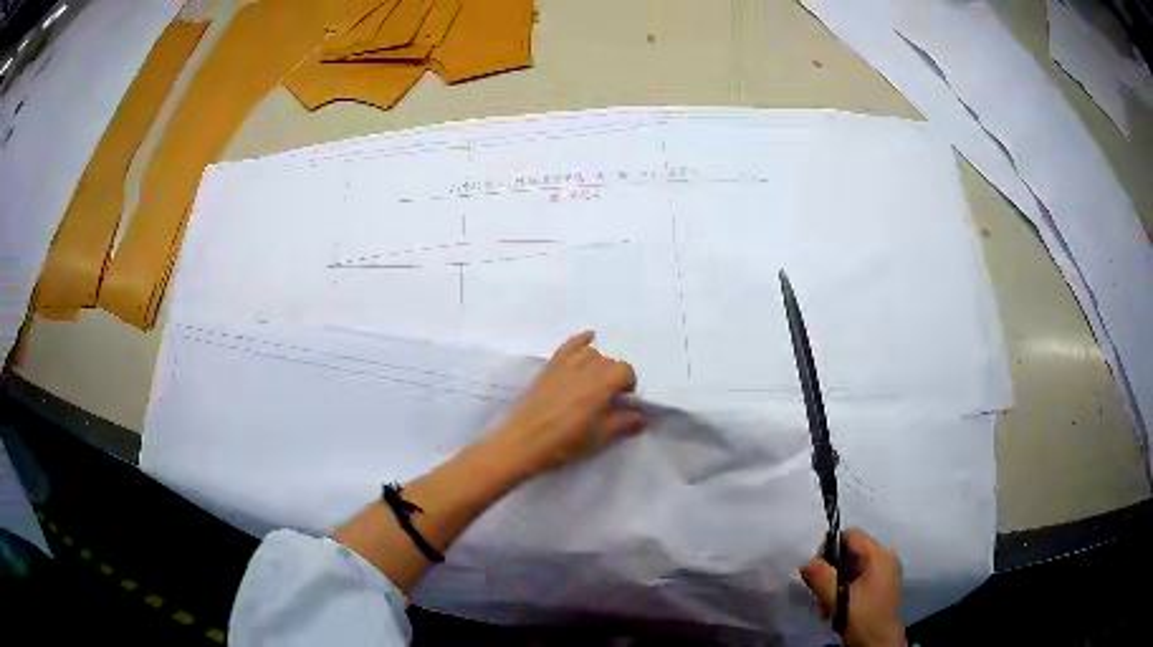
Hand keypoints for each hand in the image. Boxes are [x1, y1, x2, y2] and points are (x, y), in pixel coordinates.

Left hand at [488, 331, 644, 477]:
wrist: (522, 443)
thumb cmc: (563, 444)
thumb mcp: (599, 439)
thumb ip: (623, 424)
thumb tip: (641, 415)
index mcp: (599, 386)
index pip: (625, 371)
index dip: (628, 385)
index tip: (623, 402)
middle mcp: (584, 369)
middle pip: (609, 361)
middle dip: (614, 377)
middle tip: (609, 398)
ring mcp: (564, 366)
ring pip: (590, 353)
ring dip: (599, 364)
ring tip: (595, 382)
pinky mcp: (549, 368)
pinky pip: (568, 346)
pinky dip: (580, 340)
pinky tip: (589, 338)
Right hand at [801, 529, 906, 646]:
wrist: (880, 643)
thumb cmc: (863, 617)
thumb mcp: (839, 598)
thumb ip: (822, 577)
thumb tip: (806, 561)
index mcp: (879, 555)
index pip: (851, 535)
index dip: (830, 546)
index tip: (814, 567)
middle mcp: (885, 558)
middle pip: (851, 551)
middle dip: (830, 569)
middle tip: (817, 589)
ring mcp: (884, 573)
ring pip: (852, 567)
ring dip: (835, 582)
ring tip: (826, 603)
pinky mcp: (880, 586)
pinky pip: (858, 578)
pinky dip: (844, 588)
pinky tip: (835, 607)